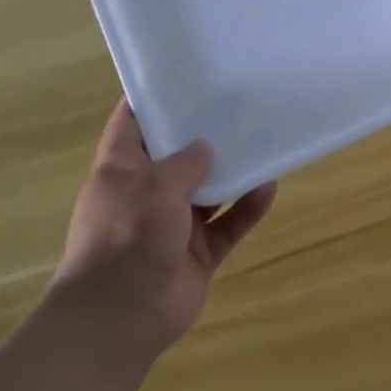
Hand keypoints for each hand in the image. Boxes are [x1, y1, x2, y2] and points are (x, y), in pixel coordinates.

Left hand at [53, 102, 275, 355]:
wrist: (121, 316)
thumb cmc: (126, 236)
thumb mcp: (153, 186)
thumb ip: (185, 162)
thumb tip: (207, 148)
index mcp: (121, 170)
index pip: (132, 123)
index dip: (154, 97)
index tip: (184, 74)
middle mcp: (147, 193)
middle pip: (178, 155)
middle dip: (205, 134)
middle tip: (239, 104)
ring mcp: (174, 224)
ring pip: (209, 189)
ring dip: (233, 171)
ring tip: (263, 141)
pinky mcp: (199, 251)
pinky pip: (229, 223)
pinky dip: (247, 207)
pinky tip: (269, 187)